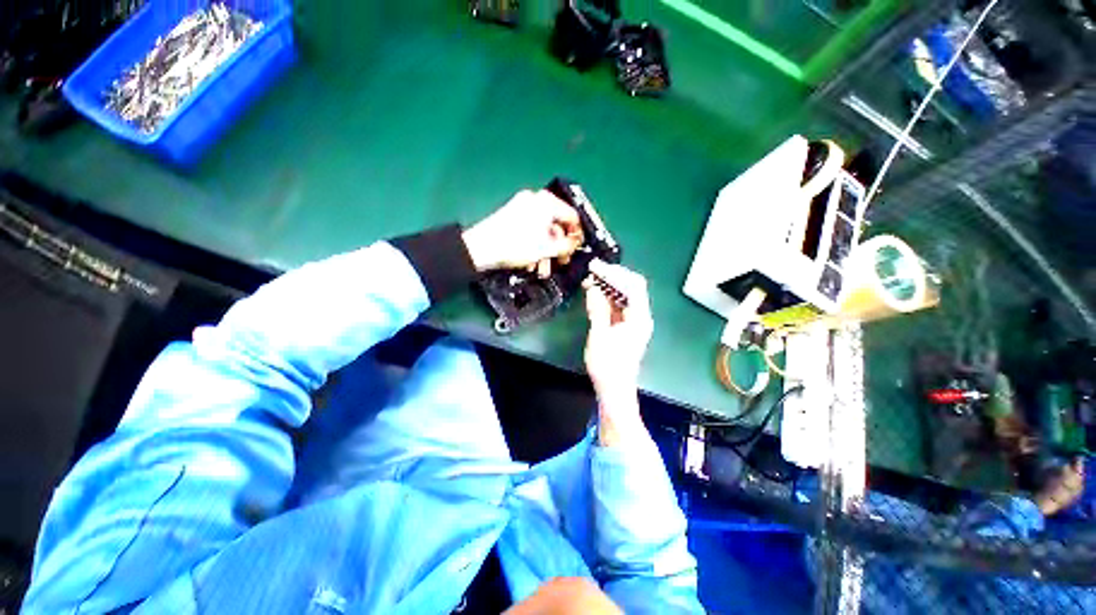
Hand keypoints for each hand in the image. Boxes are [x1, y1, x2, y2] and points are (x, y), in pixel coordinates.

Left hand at [462, 189, 582, 274]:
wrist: (481, 248)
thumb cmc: (516, 245)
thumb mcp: (547, 248)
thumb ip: (567, 245)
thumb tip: (575, 243)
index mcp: (546, 202)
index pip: (572, 216)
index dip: (577, 235)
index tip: (576, 250)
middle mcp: (535, 200)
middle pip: (556, 225)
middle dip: (558, 248)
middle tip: (560, 262)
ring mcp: (522, 207)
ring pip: (543, 230)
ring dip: (546, 251)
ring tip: (542, 269)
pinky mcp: (512, 216)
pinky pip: (531, 230)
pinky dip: (534, 246)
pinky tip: (531, 262)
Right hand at [584, 261, 653, 444]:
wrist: (615, 390)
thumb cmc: (608, 366)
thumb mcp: (599, 336)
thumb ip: (597, 310)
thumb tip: (594, 288)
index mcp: (640, 318)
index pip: (633, 286)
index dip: (615, 273)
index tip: (596, 267)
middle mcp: (641, 316)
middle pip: (632, 287)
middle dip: (613, 276)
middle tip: (593, 269)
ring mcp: (635, 321)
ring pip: (625, 295)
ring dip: (609, 285)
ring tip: (591, 279)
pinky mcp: (627, 326)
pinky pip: (620, 304)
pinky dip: (608, 296)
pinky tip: (595, 293)